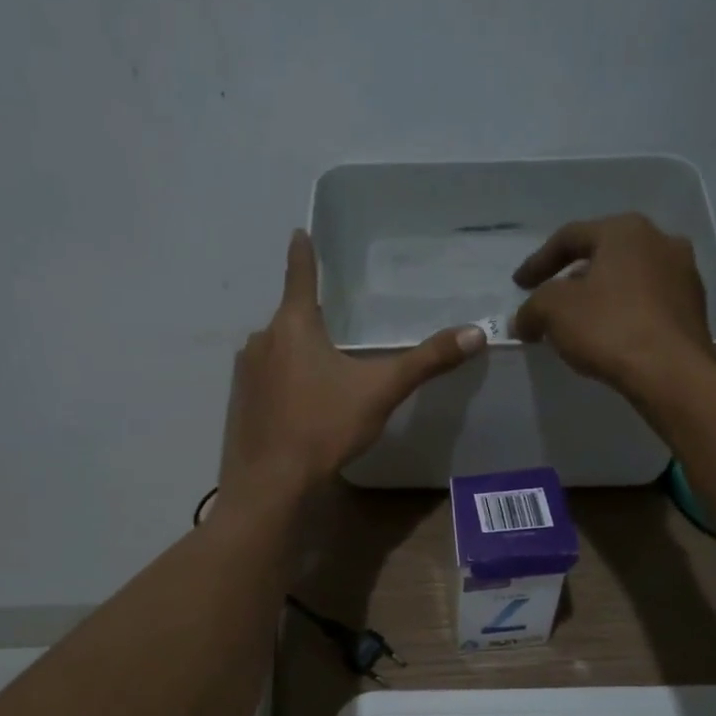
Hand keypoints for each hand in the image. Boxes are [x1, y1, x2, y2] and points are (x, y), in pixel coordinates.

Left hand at [219, 230, 484, 505]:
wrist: (272, 482)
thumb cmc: (324, 427)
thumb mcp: (380, 392)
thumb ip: (425, 362)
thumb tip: (475, 333)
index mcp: (294, 326)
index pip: (300, 276)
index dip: (303, 254)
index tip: (298, 233)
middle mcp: (262, 340)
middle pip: (290, 318)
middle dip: (311, 320)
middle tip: (335, 326)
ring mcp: (245, 373)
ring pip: (276, 351)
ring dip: (296, 354)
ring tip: (322, 372)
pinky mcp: (239, 403)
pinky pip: (265, 379)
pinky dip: (282, 382)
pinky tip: (300, 405)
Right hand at [509, 213, 714, 396]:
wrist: (671, 371)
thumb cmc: (609, 327)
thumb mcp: (553, 311)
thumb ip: (532, 308)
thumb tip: (523, 320)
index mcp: (625, 230)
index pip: (570, 237)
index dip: (538, 262)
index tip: (518, 285)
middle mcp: (660, 240)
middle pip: (603, 255)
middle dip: (572, 278)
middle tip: (550, 301)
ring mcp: (683, 273)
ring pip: (628, 278)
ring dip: (600, 296)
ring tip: (579, 321)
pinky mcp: (693, 307)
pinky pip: (647, 302)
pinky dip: (623, 313)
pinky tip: (610, 336)